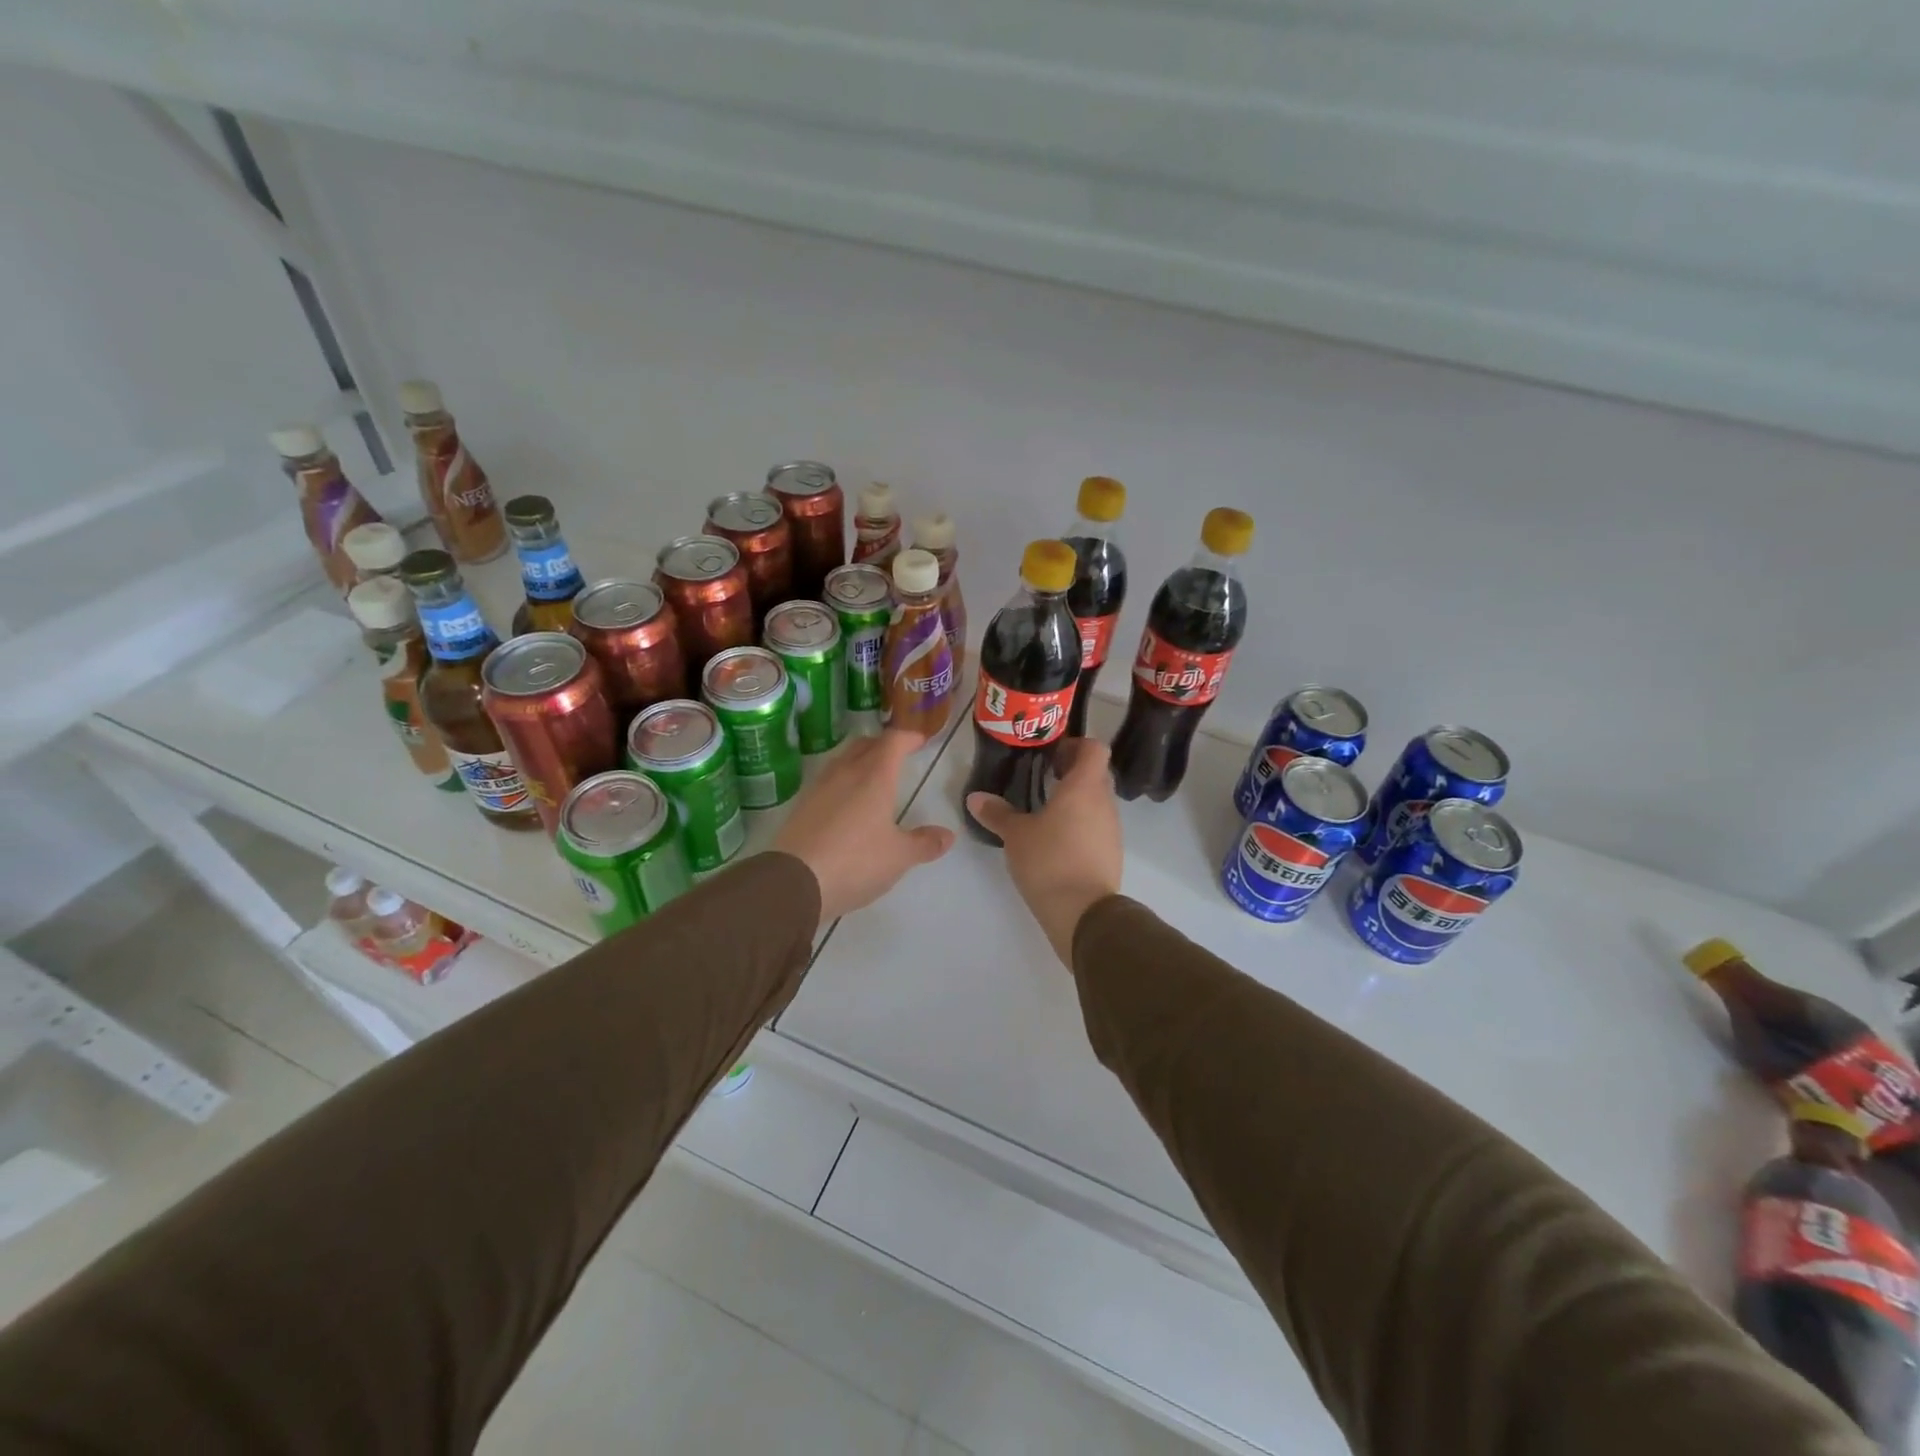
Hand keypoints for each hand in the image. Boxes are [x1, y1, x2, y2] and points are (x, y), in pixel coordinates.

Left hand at [774, 730, 954, 926]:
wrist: (793, 881)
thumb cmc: (855, 861)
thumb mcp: (899, 857)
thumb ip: (924, 843)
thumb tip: (948, 835)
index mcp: (874, 777)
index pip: (893, 742)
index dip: (909, 738)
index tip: (920, 741)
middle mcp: (845, 773)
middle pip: (865, 744)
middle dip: (883, 745)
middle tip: (897, 756)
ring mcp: (819, 788)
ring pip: (843, 760)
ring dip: (860, 760)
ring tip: (872, 777)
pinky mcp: (802, 806)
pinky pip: (827, 781)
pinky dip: (842, 782)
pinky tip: (846, 803)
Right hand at [965, 738, 1122, 967]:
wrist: (1083, 912)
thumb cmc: (1049, 861)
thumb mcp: (1016, 835)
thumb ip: (997, 813)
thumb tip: (975, 798)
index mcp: (1084, 787)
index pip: (1095, 749)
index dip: (1076, 745)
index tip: (1051, 754)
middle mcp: (1104, 802)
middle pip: (1096, 773)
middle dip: (1073, 772)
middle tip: (1044, 778)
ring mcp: (1112, 829)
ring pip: (1098, 801)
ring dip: (1077, 799)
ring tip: (1046, 810)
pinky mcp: (1111, 852)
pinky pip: (1098, 825)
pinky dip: (1081, 823)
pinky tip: (1057, 839)